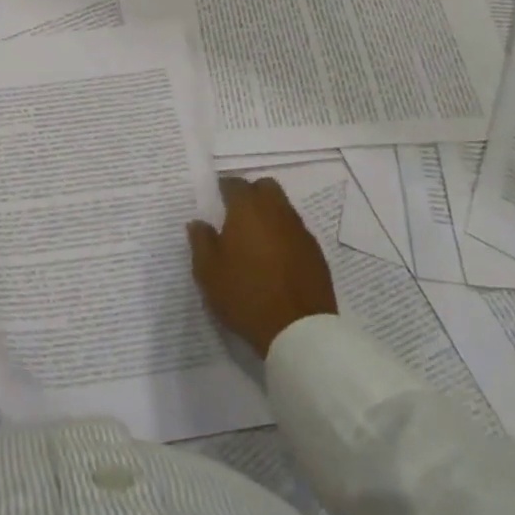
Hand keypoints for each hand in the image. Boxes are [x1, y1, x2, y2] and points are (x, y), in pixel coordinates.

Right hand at [188, 176, 337, 358]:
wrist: (298, 330)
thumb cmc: (245, 295)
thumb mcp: (208, 272)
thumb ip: (201, 241)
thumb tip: (198, 223)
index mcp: (248, 210)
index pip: (235, 184)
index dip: (223, 188)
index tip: (216, 199)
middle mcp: (277, 212)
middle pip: (265, 187)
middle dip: (251, 193)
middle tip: (237, 215)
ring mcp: (300, 231)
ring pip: (283, 208)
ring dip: (269, 214)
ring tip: (255, 239)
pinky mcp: (316, 253)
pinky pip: (296, 232)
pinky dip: (284, 235)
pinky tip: (275, 258)